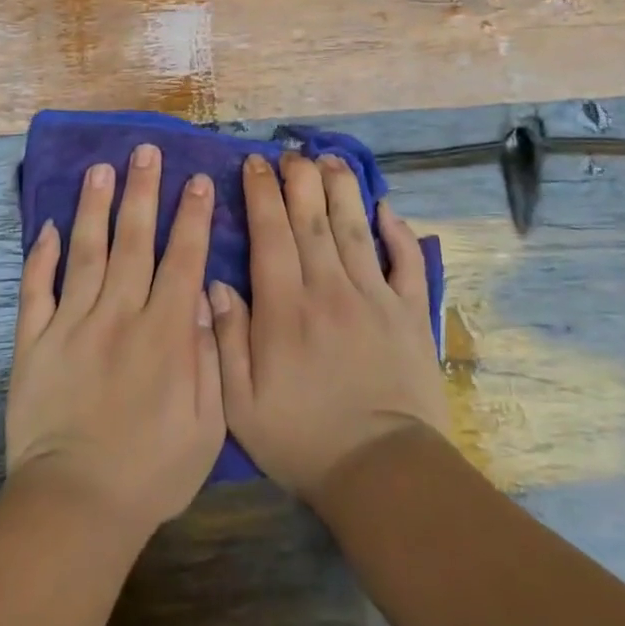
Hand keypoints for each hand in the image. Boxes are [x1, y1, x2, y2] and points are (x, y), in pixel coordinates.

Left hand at [6, 144, 224, 541]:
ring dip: (94, 207)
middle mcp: (118, 315)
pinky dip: (39, 257)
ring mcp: (70, 324)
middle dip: (142, 191)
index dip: (191, 216)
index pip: (183, 259)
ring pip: (85, 252)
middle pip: (133, 240)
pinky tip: (45, 227)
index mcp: (164, 333)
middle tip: (145, 151)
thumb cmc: (152, 472)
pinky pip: (35, 290)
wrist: (76, 508)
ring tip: (99, 169)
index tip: (196, 179)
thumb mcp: (207, 425)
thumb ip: (210, 356)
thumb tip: (205, 298)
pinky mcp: (32, 342)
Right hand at [209, 152, 448, 500]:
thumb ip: (226, 338)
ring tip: (331, 159)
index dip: (261, 192)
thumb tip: (214, 282)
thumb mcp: (241, 404)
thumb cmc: (303, 439)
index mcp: (285, 307)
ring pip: (355, 227)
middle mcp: (329, 288)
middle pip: (312, 218)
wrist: (383, 473)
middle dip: (299, 178)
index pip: (270, 232)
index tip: (254, 163)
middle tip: (291, 152)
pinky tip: (386, 208)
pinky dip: (397, 232)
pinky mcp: (410, 312)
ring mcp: (374, 296)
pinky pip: (405, 261)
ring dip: (342, 188)